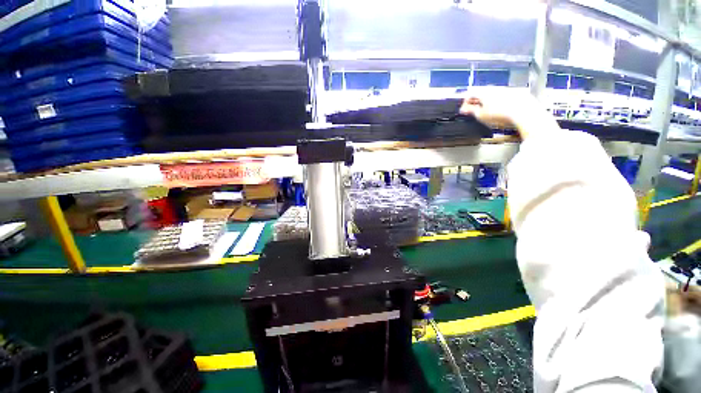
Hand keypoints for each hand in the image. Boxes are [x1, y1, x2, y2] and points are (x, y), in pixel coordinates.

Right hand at [459, 88, 559, 139]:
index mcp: (483, 92)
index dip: (465, 103)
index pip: (469, 94)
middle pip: (481, 94)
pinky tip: (499, 112)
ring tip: (487, 114)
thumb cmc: (501, 113)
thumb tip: (464, 109)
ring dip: (487, 103)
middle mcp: (494, 88)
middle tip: (473, 112)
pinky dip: (497, 103)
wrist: (523, 112)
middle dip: (476, 102)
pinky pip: (502, 97)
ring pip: (492, 95)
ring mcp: (505, 90)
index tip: (464, 110)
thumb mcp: (480, 115)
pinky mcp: (515, 93)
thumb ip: (470, 111)